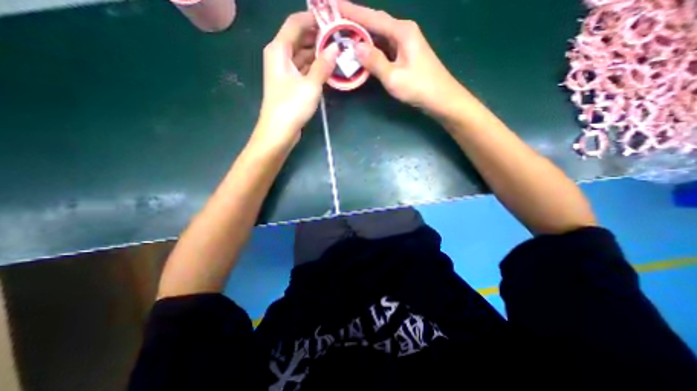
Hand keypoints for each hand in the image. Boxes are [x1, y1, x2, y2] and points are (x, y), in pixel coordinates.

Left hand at [258, 10, 341, 149]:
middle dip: (318, 37)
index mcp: (279, 49)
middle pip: (299, 38)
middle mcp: (280, 56)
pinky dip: (314, 67)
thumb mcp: (310, 85)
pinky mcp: (290, 84)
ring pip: (303, 55)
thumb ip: (323, 65)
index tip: (332, 20)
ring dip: (318, 54)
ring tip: (337, 52)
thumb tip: (336, 48)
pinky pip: (303, 69)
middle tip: (339, 38)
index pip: (295, 23)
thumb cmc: (291, 106)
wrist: (279, 132)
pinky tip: (328, 68)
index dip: (313, 18)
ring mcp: (285, 71)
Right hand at [338, 1, 467, 117]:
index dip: (353, 12)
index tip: (335, 5)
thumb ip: (374, 61)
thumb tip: (356, 47)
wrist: (440, 98)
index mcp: (402, 31)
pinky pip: (385, 48)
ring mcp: (405, 44)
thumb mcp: (393, 77)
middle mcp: (404, 32)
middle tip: (337, 22)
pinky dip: (373, 49)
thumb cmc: (419, 87)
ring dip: (364, 37)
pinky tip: (363, 53)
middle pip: (376, 23)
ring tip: (346, 36)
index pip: (373, 18)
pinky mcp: (406, 55)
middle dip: (356, 22)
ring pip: (380, 36)